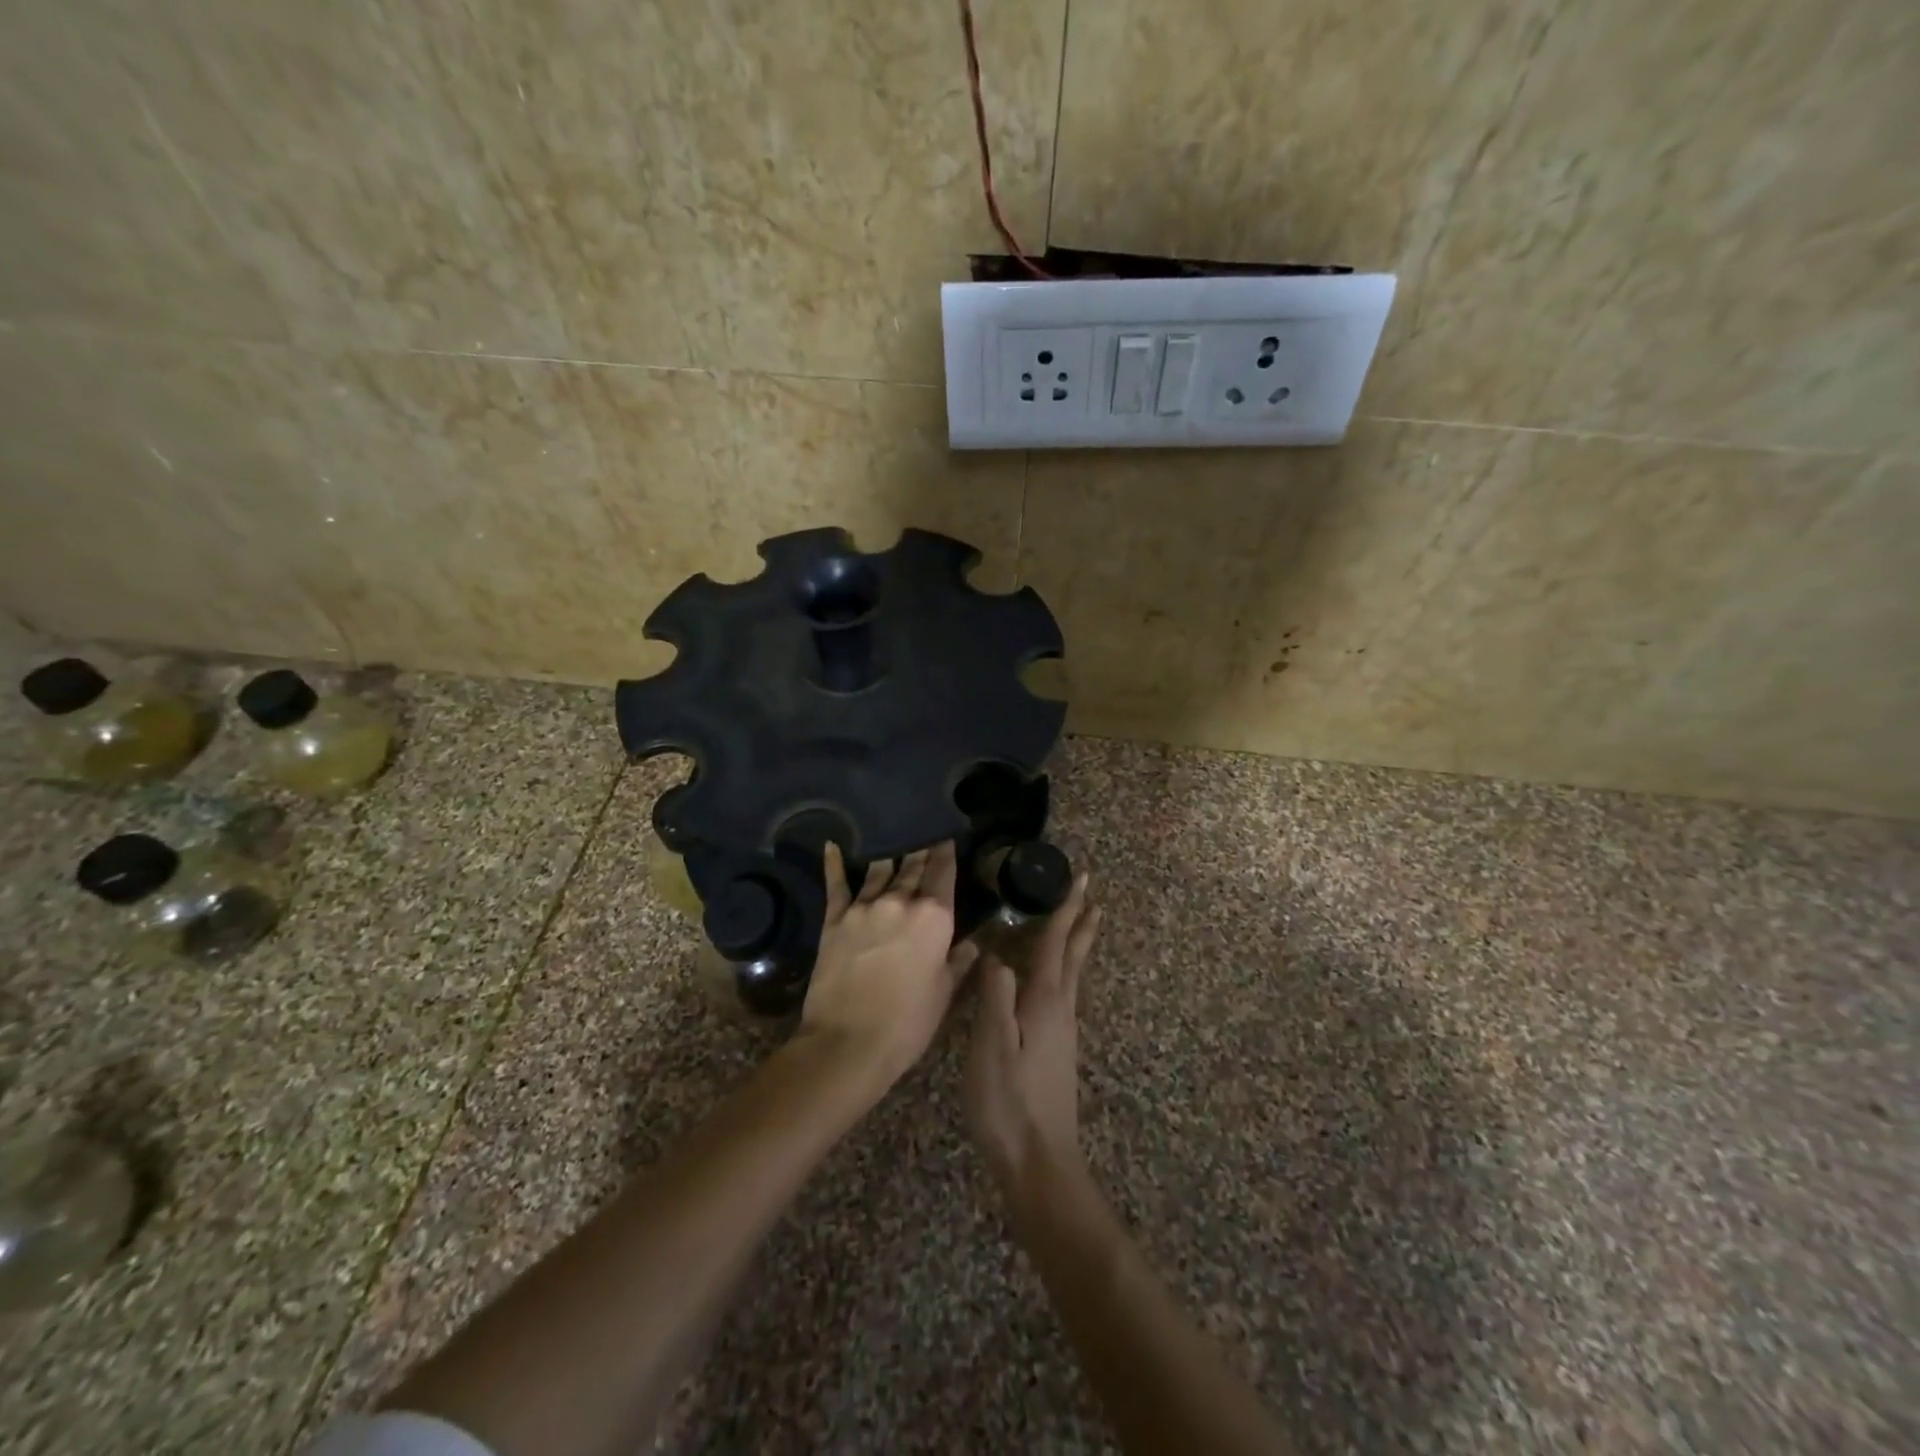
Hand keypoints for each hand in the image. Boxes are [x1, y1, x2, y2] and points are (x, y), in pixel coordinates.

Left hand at [799, 841, 978, 1086]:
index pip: (943, 872)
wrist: (847, 1042)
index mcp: (935, 917)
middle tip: (923, 834)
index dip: (946, 851)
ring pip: (880, 869)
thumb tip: (973, 942)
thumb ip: (958, 961)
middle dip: (920, 850)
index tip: (946, 835)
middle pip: (913, 866)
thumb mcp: (943, 993)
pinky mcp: (835, 918)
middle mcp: (901, 901)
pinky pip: (836, 884)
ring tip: (893, 838)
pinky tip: (833, 845)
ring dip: (890, 855)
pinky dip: (835, 863)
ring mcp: (865, 907)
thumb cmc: (907, 1023)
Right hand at [965, 872, 1100, 1196]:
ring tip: (1081, 923)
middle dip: (1080, 922)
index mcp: (1044, 1002)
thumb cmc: (1009, 1101)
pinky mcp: (1058, 1049)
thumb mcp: (992, 1046)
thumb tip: (998, 955)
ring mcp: (1063, 1030)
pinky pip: (1063, 991)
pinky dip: (1064, 969)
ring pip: (1071, 974)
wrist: (1039, 1161)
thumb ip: (996, 997)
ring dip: (1076, 943)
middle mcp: (1060, 1009)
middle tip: (1091, 893)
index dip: (1066, 910)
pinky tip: (1055, 979)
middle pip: (1073, 956)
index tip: (1081, 879)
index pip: (1056, 944)